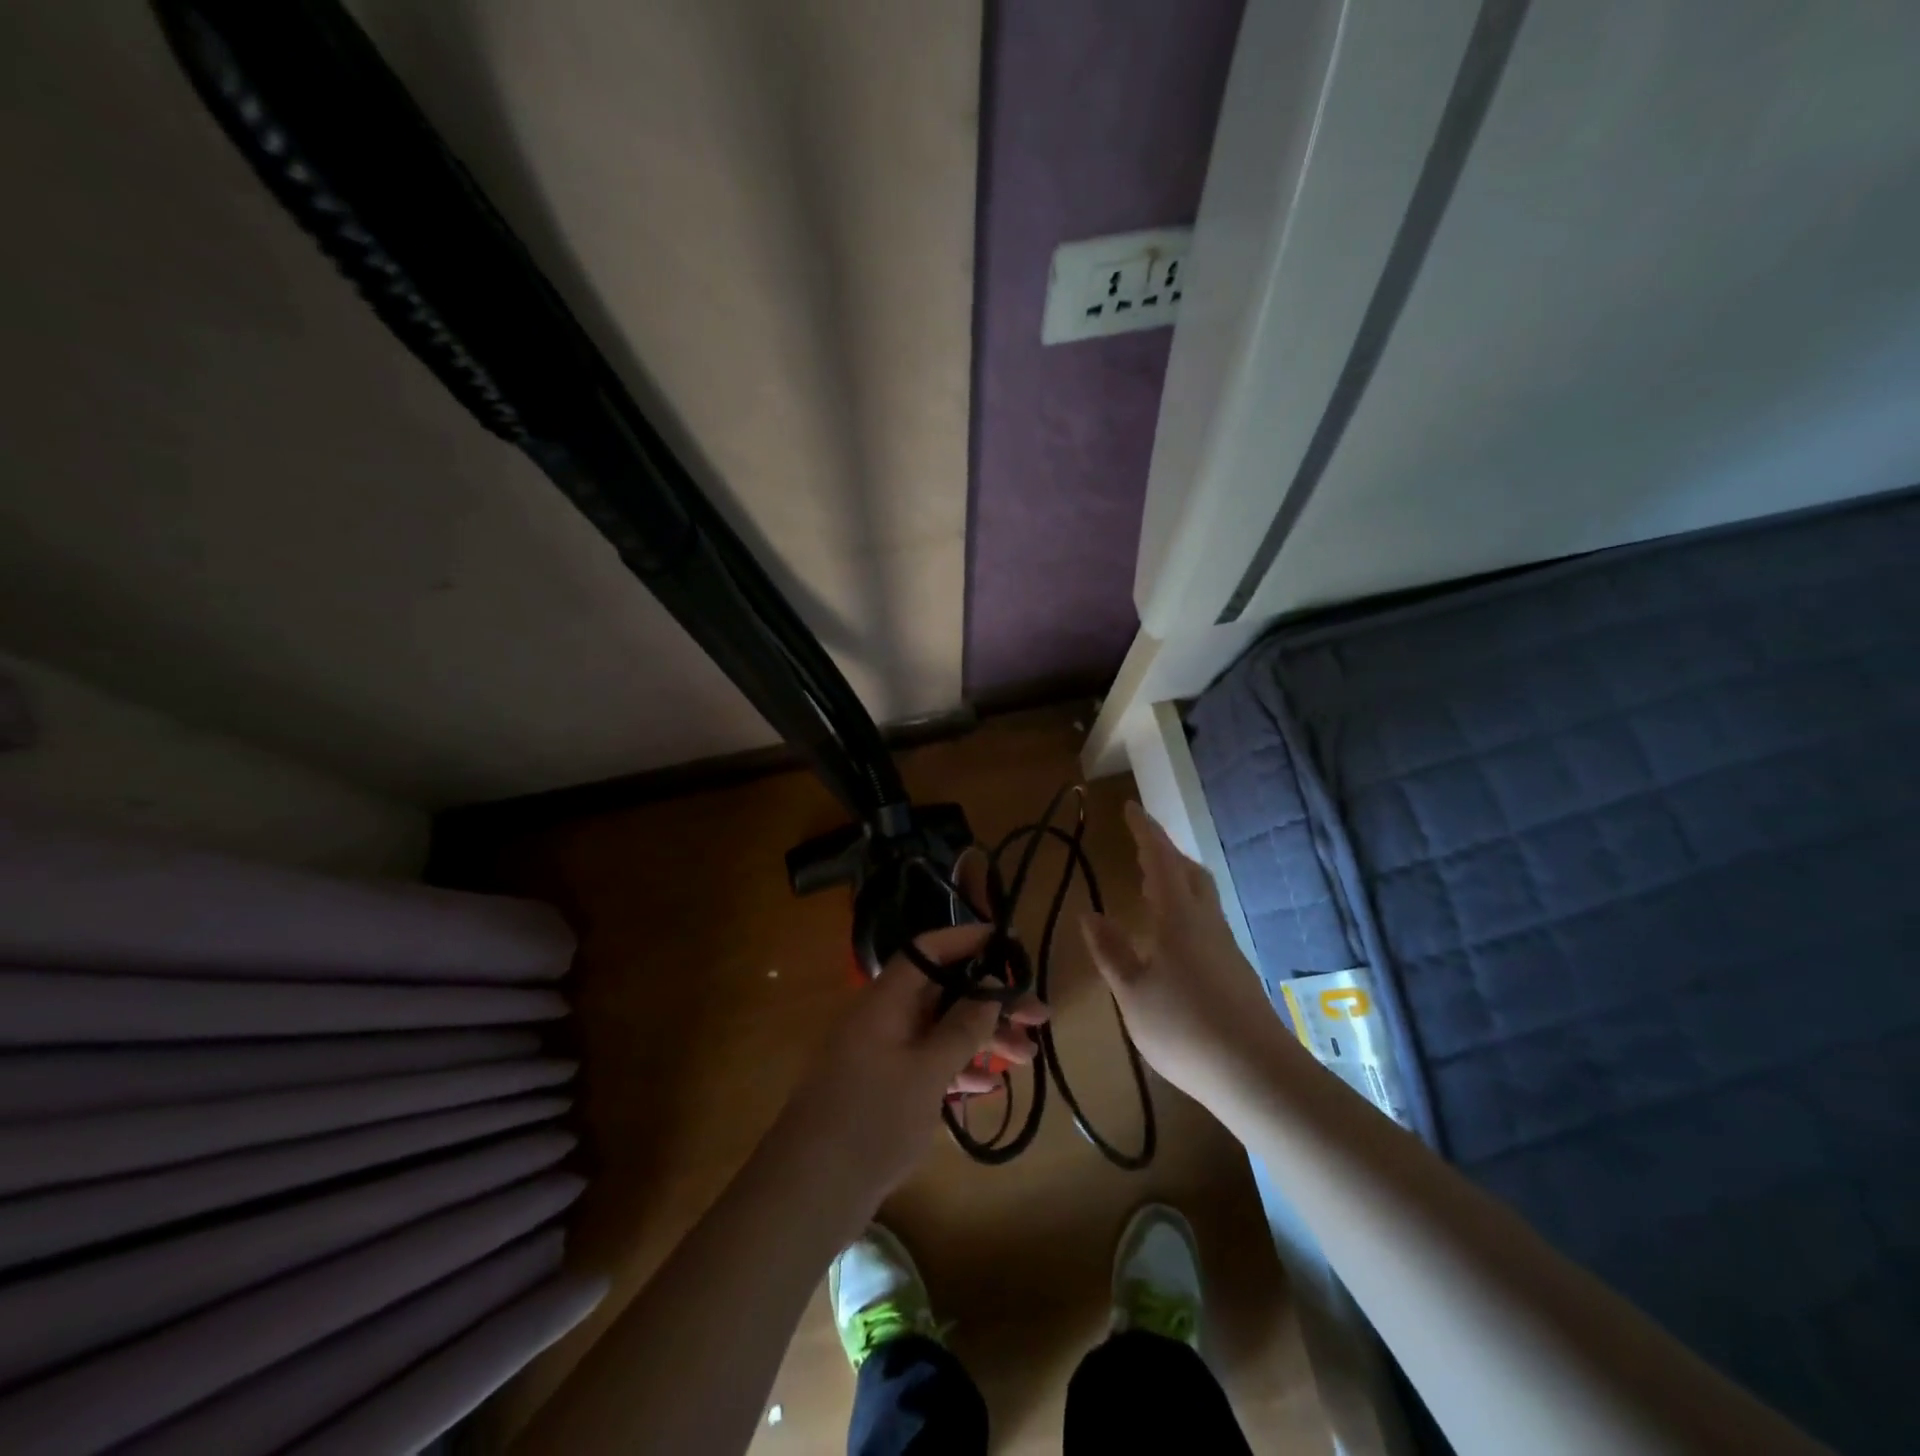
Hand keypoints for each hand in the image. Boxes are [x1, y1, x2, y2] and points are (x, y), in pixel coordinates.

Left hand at [772, 923, 1047, 1222]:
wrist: (810, 1192)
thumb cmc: (871, 1121)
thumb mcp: (926, 1072)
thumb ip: (962, 1027)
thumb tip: (989, 985)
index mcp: (885, 1000)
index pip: (928, 951)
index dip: (967, 940)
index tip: (1006, 941)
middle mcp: (883, 1017)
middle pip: (942, 993)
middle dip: (990, 1002)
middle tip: (1038, 1016)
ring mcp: (882, 1053)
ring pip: (939, 1030)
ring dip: (981, 1039)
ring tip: (1028, 1056)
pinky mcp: (884, 1087)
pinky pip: (928, 1062)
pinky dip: (957, 1068)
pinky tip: (989, 1086)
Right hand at [1080, 802, 1280, 1107]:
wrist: (1256, 1073)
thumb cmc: (1184, 1028)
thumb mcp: (1132, 992)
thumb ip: (1110, 951)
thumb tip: (1089, 914)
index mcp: (1178, 918)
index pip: (1160, 859)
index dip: (1144, 831)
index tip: (1130, 807)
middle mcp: (1205, 922)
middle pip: (1189, 872)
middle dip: (1164, 853)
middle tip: (1139, 848)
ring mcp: (1224, 946)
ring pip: (1200, 897)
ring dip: (1175, 880)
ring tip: (1149, 886)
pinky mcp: (1234, 970)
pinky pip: (1205, 921)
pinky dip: (1183, 909)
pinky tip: (1170, 936)